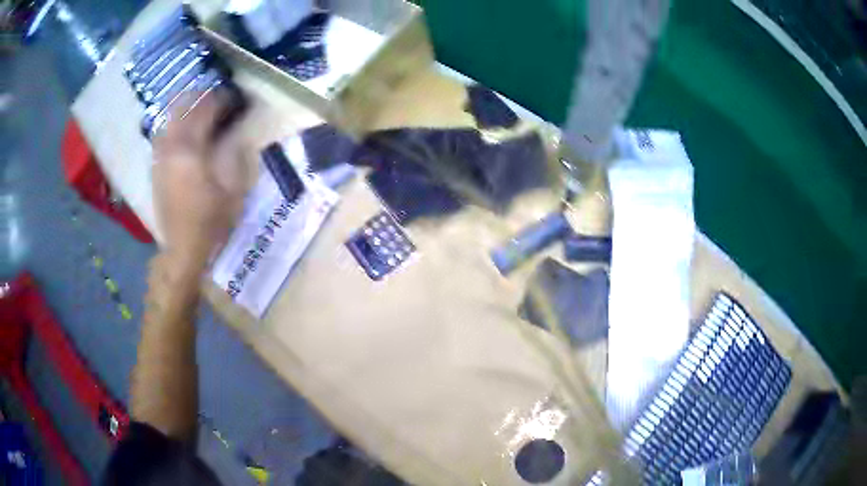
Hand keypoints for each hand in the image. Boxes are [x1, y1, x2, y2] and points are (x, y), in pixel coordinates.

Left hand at [152, 89, 248, 272]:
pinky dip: (172, 125)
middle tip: (213, 94)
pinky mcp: (156, 169)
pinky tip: (181, 127)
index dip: (219, 100)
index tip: (232, 96)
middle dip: (198, 97)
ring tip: (195, 103)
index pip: (204, 112)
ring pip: (168, 120)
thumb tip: (235, 137)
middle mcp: (171, 149)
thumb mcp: (232, 191)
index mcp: (191, 152)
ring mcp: (160, 159)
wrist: (183, 249)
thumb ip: (234, 157)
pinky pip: (162, 136)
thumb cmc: (210, 222)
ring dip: (182, 108)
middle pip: (181, 110)